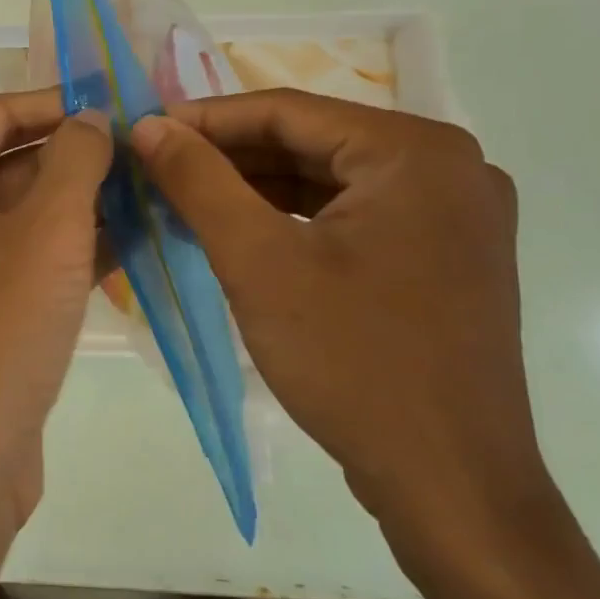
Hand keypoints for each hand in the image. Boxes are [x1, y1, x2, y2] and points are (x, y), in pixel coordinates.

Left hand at [0, 89, 111, 527]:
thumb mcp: (49, 233)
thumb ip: (75, 160)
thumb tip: (92, 116)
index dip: (60, 104)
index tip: (120, 101)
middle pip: (9, 162)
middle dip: (77, 159)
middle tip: (147, 150)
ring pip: (22, 212)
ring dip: (82, 204)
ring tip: (152, 188)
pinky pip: (22, 256)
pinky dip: (70, 246)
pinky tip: (133, 237)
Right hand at [132, 89, 564, 573]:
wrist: (452, 489)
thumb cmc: (354, 365)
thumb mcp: (258, 263)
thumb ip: (199, 181)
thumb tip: (150, 125)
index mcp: (416, 153)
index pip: (289, 110)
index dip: (207, 119)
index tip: (147, 131)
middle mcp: (448, 168)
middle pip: (312, 142)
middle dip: (230, 155)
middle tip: (158, 167)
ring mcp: (452, 215)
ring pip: (330, 179)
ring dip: (256, 186)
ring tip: (185, 196)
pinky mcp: (442, 256)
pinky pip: (353, 215)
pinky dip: (293, 219)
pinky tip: (239, 230)